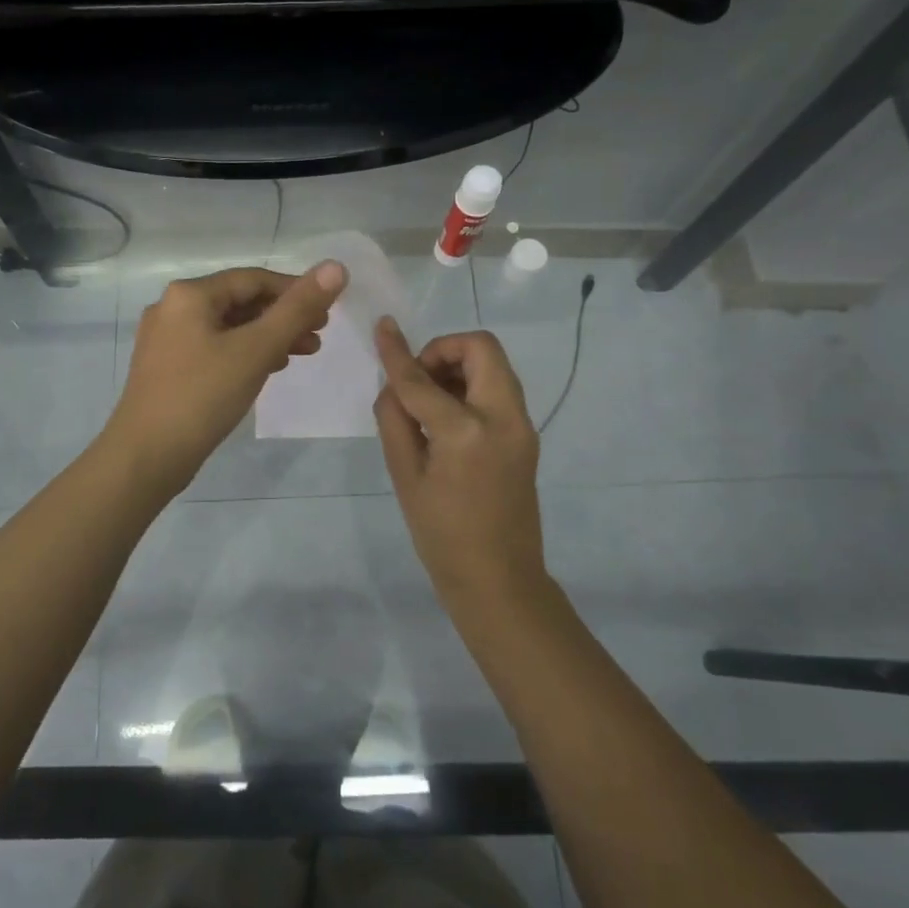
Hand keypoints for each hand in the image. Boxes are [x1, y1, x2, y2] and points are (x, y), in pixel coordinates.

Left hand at [105, 262, 348, 493]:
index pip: (253, 279)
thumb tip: (335, 268)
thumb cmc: (203, 396)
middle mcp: (172, 308)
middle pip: (240, 302)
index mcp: (189, 294)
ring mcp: (166, 339)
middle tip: (319, 334)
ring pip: (228, 327)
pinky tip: (268, 368)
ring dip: (268, 336)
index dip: (295, 290)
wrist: (145, 457)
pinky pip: (215, 348)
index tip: (327, 310)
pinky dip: (245, 353)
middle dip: (283, 316)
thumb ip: (297, 309)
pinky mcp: (167, 368)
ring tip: (304, 352)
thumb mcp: (256, 349)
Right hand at [373, 319, 548, 614]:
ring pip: (493, 365)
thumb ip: (395, 419)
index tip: (382, 326)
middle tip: (416, 379)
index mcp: (467, 431)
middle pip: (481, 347)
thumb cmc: (441, 535)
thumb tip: (393, 382)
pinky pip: (498, 389)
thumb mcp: (405, 476)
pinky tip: (446, 418)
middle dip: (443, 350)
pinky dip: (471, 387)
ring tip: (428, 401)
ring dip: (458, 367)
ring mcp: (522, 425)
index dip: (397, 352)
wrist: (499, 580)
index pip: (422, 379)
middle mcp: (504, 417)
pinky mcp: (526, 435)